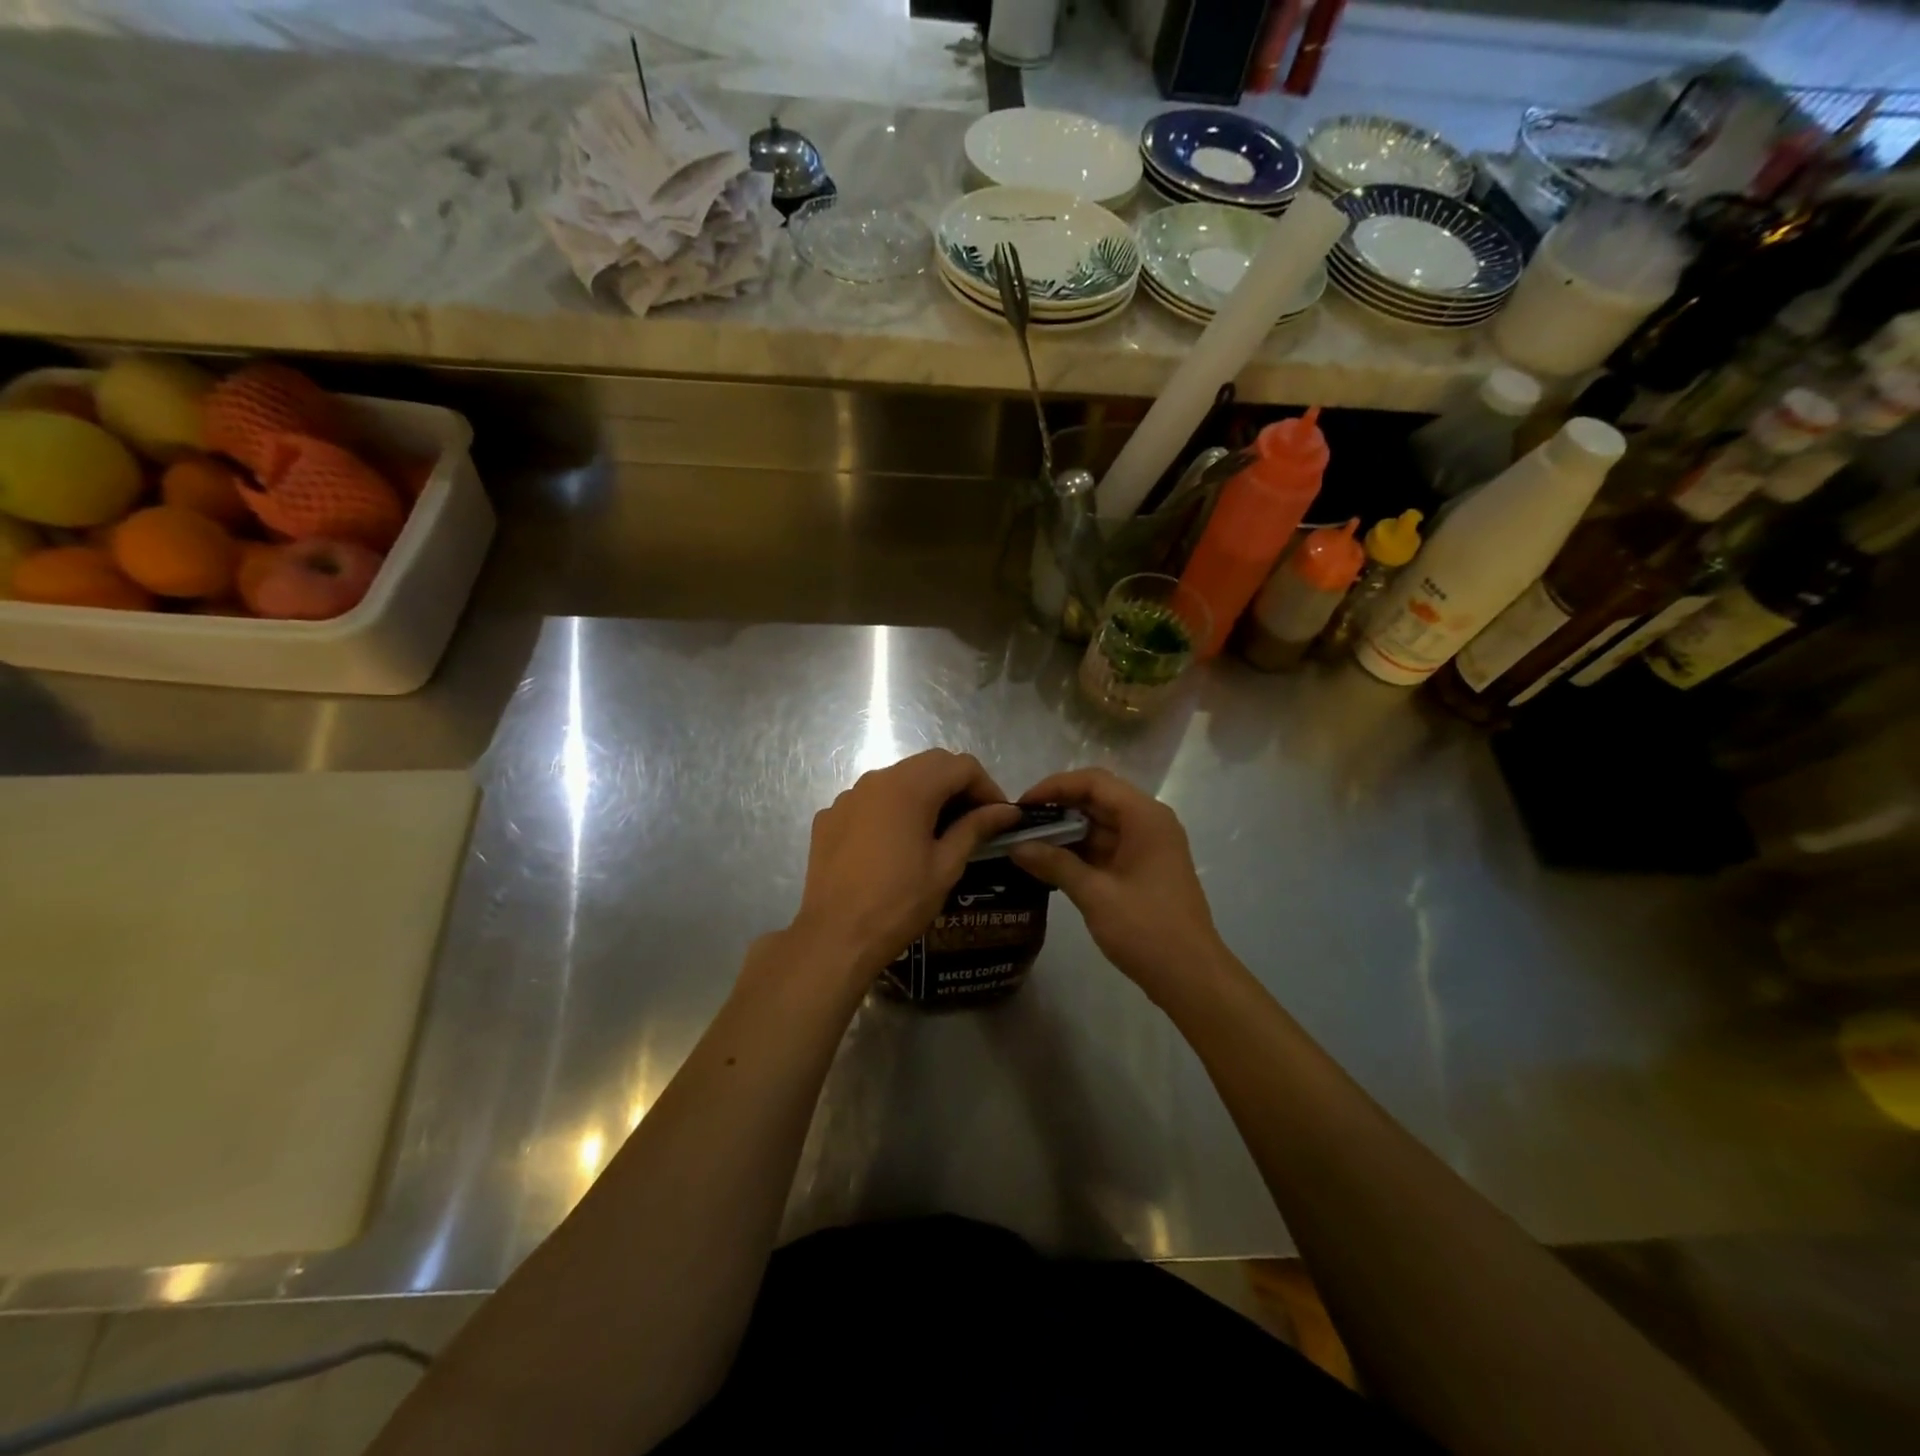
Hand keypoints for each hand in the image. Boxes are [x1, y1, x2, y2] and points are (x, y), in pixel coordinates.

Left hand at [791, 750, 1021, 982]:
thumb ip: (975, 828)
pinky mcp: (830, 817)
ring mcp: (848, 796)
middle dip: (958, 786)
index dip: (987, 787)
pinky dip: (893, 810)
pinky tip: (896, 844)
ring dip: (925, 795)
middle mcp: (876, 780)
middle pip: (929, 764)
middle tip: (974, 821)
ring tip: (938, 832)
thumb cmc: (898, 903)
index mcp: (910, 787)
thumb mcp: (946, 866)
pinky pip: (870, 800)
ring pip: (898, 779)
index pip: (961, 765)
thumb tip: (1006, 811)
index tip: (999, 817)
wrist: (834, 937)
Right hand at [1009, 768, 1226, 1001]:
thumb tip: (1015, 845)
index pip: (1094, 782)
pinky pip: (1105, 847)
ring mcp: (1147, 846)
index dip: (1055, 787)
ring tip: (1025, 843)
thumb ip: (1055, 864)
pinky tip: (1047, 863)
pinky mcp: (1142, 868)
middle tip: (1018, 824)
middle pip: (1097, 799)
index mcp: (1145, 817)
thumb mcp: (1095, 894)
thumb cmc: (1146, 929)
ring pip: (1099, 824)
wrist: (1191, 977)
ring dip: (1065, 832)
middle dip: (1057, 809)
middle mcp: (1148, 823)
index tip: (1021, 805)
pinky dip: (1078, 851)